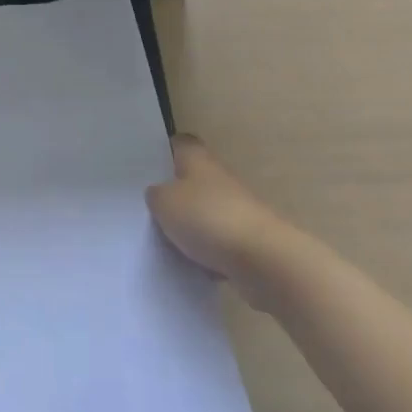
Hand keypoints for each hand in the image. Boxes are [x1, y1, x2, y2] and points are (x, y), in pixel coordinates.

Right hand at [146, 134, 281, 278]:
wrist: (264, 260)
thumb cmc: (208, 218)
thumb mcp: (164, 203)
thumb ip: (155, 195)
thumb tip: (157, 195)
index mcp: (198, 159)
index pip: (180, 143)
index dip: (165, 151)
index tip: (147, 166)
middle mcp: (218, 178)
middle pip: (191, 180)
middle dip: (174, 194)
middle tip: (148, 209)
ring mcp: (236, 209)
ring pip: (204, 213)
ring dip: (190, 227)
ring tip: (164, 242)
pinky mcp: (247, 241)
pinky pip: (218, 243)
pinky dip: (207, 254)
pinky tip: (192, 267)